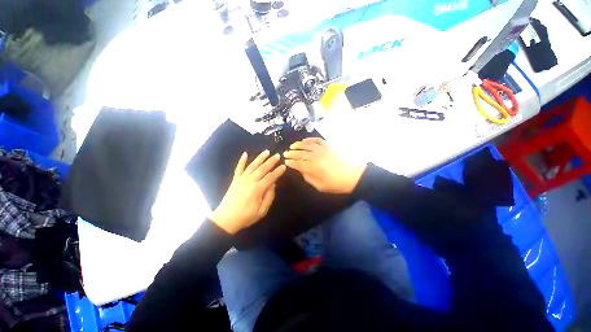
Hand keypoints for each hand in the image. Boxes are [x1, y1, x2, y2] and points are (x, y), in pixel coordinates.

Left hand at [210, 150, 285, 234]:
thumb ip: (269, 197)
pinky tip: (245, 154)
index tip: (284, 166)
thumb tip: (273, 185)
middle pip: (262, 169)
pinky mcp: (235, 179)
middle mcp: (250, 181)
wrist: (226, 219)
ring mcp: (241, 179)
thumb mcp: (261, 211)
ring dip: (260, 158)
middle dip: (271, 161)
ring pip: (252, 165)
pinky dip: (242, 160)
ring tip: (266, 151)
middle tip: (278, 155)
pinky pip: (239, 168)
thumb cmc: (246, 216)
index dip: (278, 171)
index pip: (271, 177)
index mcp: (257, 189)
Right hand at [283, 138, 366, 193]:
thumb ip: (308, 178)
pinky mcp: (329, 145)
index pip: (298, 163)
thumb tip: (301, 171)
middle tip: (286, 154)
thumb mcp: (320, 186)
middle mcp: (316, 156)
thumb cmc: (337, 184)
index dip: (291, 162)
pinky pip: (317, 140)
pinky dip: (309, 139)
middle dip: (292, 153)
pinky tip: (305, 140)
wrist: (355, 175)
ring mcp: (322, 149)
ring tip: (292, 146)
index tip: (286, 162)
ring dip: (298, 145)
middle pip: (300, 153)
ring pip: (307, 144)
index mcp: (313, 167)